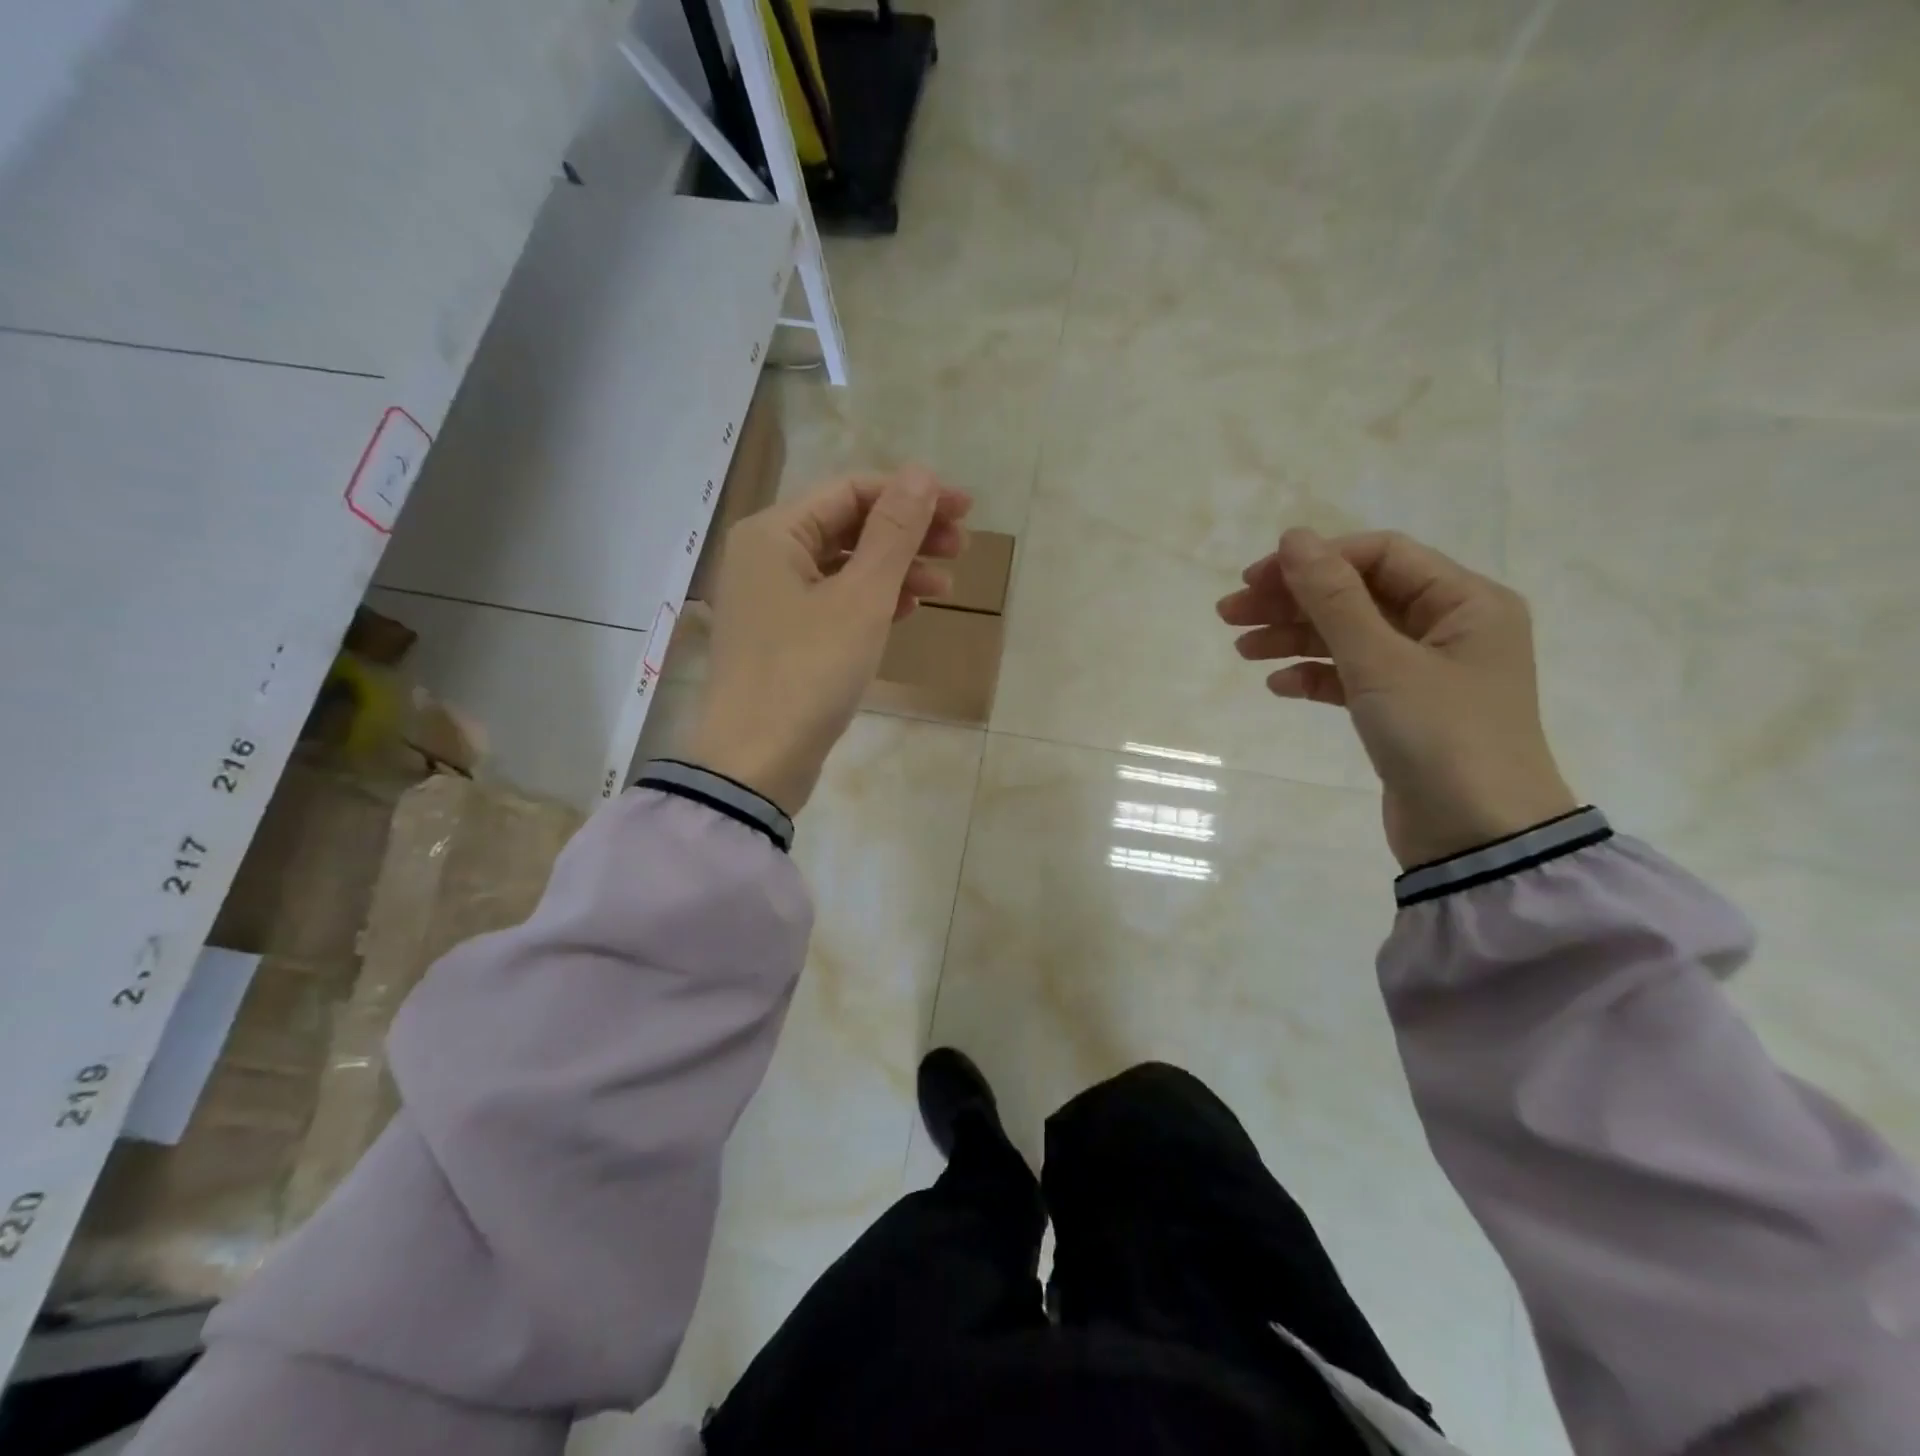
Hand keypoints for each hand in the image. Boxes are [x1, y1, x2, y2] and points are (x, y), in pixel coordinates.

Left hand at [684, 469, 971, 814]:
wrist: (757, 762)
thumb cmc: (809, 672)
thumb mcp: (862, 598)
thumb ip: (894, 532)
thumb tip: (922, 472)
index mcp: (774, 532)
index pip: (852, 491)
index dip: (913, 495)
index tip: (965, 510)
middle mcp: (766, 556)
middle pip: (848, 526)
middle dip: (908, 535)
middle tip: (961, 550)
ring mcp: (772, 599)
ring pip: (845, 567)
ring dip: (896, 571)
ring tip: (944, 591)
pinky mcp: (783, 636)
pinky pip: (835, 601)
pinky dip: (872, 602)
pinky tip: (907, 612)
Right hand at [1217, 529, 1576, 868]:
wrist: (1478, 838)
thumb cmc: (1440, 737)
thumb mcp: (1381, 662)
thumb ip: (1334, 598)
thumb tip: (1294, 538)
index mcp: (1464, 602)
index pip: (1380, 556)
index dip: (1316, 560)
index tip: (1255, 580)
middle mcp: (1449, 627)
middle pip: (1358, 595)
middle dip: (1294, 600)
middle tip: (1230, 613)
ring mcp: (1426, 671)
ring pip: (1349, 636)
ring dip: (1295, 637)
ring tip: (1242, 649)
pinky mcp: (1404, 709)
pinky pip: (1352, 676)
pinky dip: (1315, 676)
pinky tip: (1279, 685)